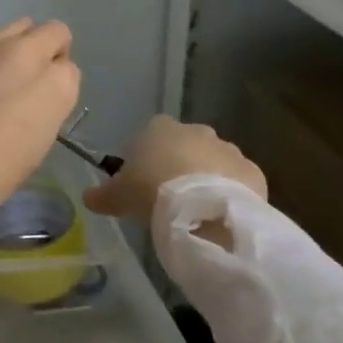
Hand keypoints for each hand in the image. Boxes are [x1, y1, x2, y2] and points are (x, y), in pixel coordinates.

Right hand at [82, 115, 265, 221]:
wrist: (203, 210)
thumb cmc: (152, 190)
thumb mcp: (118, 195)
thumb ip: (103, 194)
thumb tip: (88, 198)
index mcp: (161, 128)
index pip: (152, 133)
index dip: (148, 155)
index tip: (143, 179)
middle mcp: (197, 131)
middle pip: (186, 145)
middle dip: (181, 164)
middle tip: (170, 194)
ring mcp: (229, 150)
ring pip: (215, 162)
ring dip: (208, 178)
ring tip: (197, 209)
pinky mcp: (253, 172)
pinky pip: (239, 181)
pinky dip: (231, 193)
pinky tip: (221, 214)